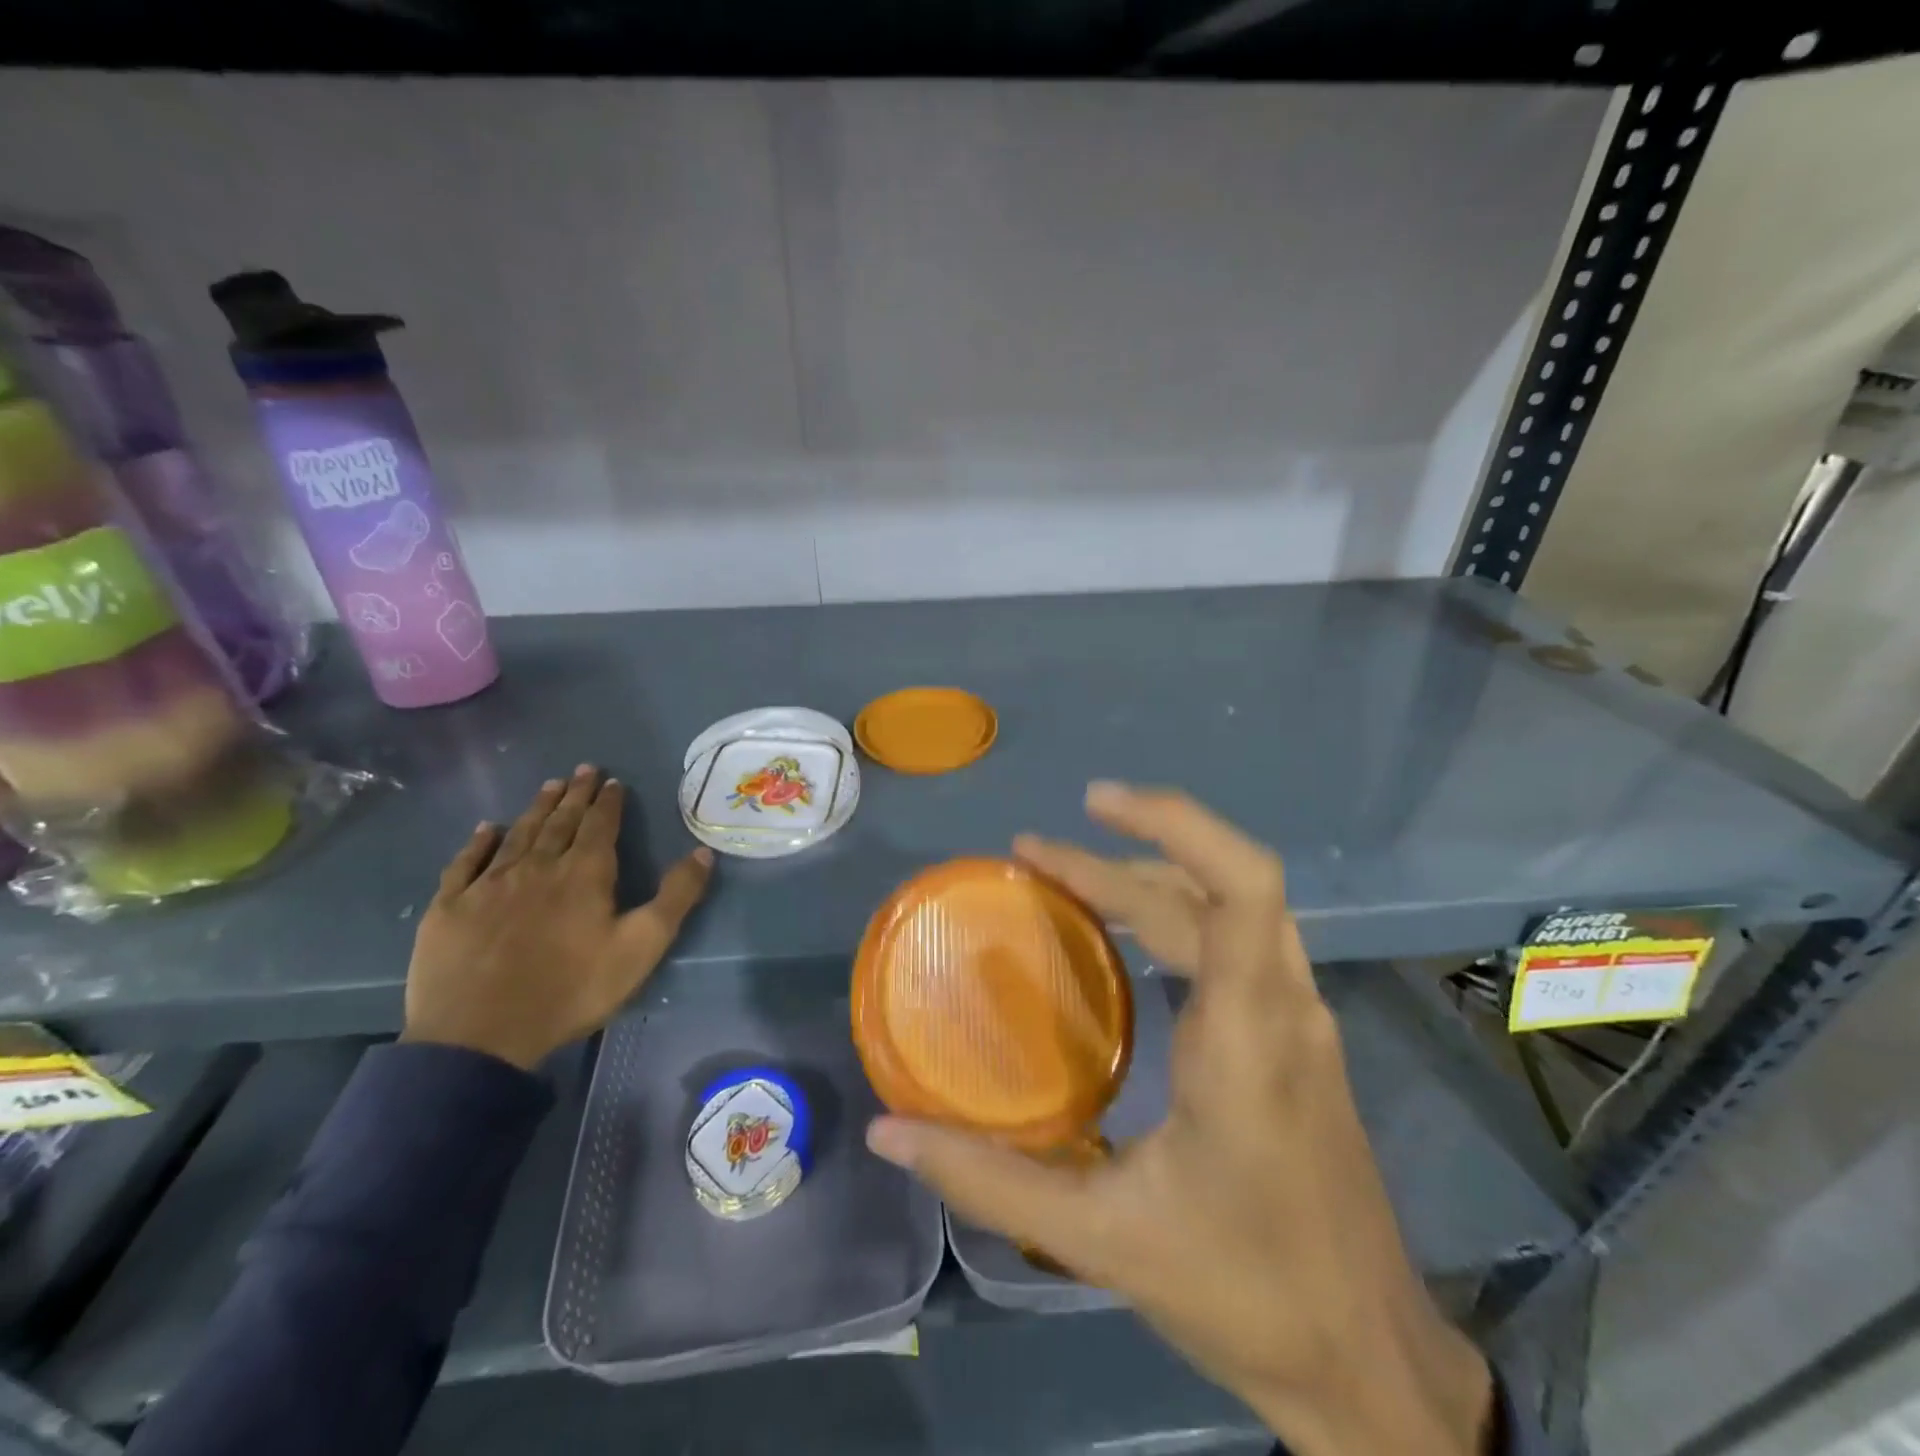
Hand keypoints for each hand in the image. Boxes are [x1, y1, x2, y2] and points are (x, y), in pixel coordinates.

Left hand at [401, 765, 712, 1070]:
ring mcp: (489, 885)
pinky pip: (466, 863)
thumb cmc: (572, 990)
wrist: (481, 1036)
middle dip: (575, 794)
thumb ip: (675, 897)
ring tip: (549, 786)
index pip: (600, 826)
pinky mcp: (449, 907)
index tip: (613, 781)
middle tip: (583, 770)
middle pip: (559, 822)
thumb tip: (702, 852)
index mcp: (584, 874)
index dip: (608, 802)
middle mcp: (537, 867)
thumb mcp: (642, 947)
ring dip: (536, 808)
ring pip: (517, 835)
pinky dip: (478, 842)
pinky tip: (486, 829)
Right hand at [866, 783, 1494, 1455]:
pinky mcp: (1297, 1039)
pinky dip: (1177, 912)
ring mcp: (1301, 1020)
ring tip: (1067, 876)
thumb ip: (990, 1181)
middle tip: (1031, 855)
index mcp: (1249, 1038)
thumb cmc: (1247, 1293)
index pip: (1242, 885)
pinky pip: (1238, 939)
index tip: (1095, 805)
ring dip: (1151, 876)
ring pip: (1230, 907)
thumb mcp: (1104, 1239)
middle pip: (1213, 888)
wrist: (1369, 1361)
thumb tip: (890, 1132)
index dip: (1174, 824)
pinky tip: (1127, 935)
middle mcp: (1285, 1008)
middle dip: (1118, 860)